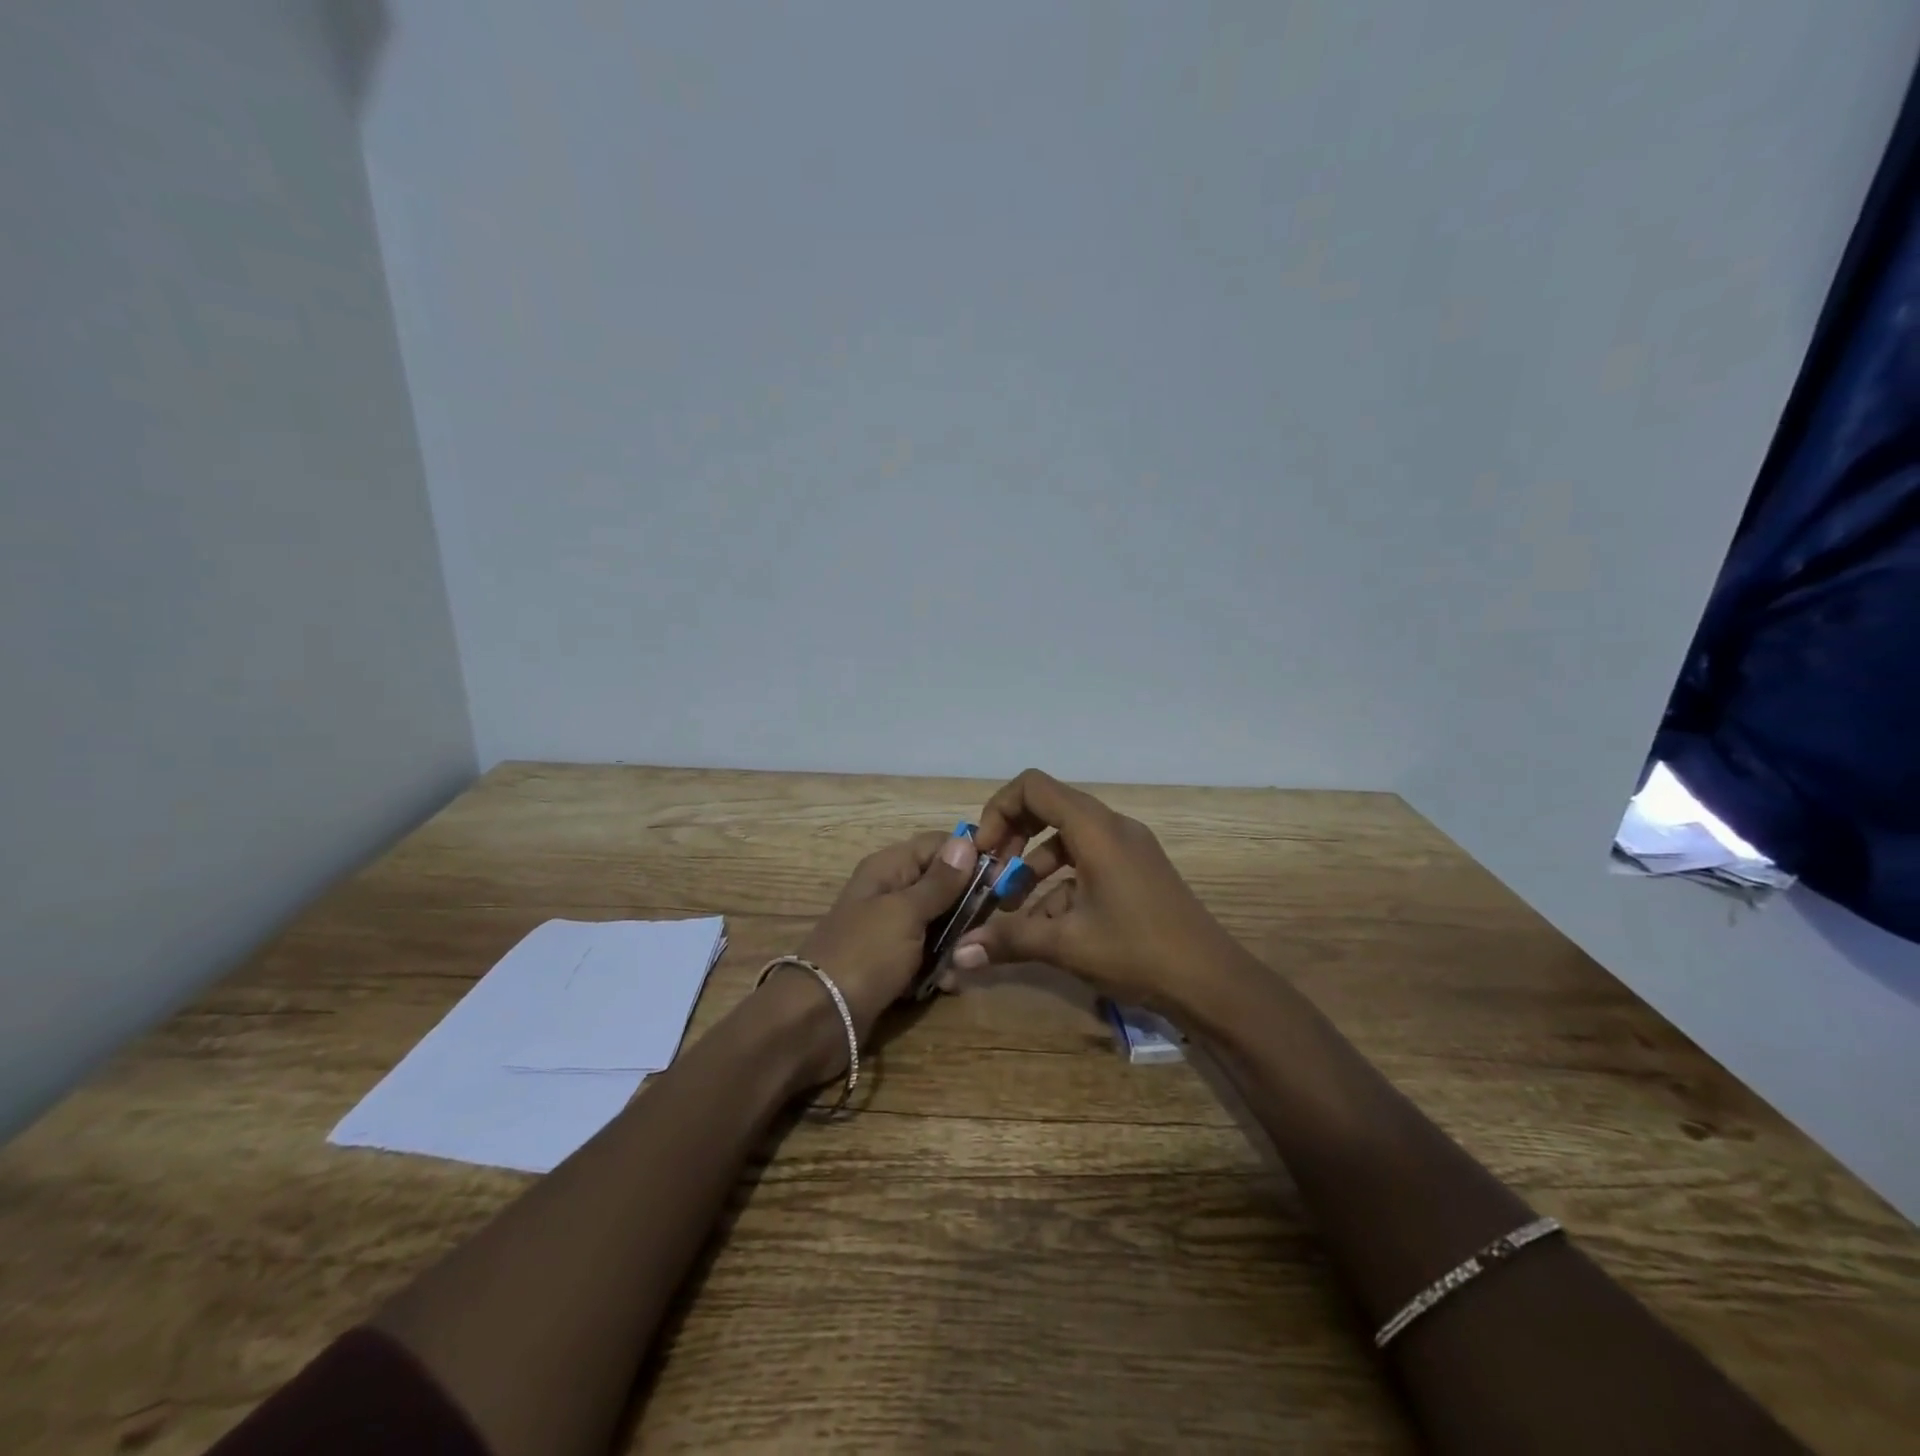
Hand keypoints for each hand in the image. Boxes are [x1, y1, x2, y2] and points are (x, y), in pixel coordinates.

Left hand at [785, 826, 979, 1047]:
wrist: (816, 1020)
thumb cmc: (864, 955)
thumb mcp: (905, 913)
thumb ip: (939, 882)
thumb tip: (965, 840)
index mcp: (888, 869)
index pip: (938, 845)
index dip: (969, 856)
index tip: (1002, 877)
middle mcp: (890, 893)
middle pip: (942, 885)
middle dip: (968, 906)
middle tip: (989, 925)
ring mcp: (891, 931)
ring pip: (940, 924)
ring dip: (956, 942)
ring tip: (964, 962)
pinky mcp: (893, 965)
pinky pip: (927, 957)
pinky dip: (940, 968)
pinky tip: (948, 984)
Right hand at [950, 769, 1240, 1015]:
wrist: (1212, 983)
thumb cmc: (1138, 952)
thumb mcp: (1067, 944)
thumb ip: (1009, 940)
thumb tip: (958, 952)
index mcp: (1095, 829)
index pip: (1034, 787)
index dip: (999, 810)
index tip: (984, 852)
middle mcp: (1112, 827)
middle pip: (1049, 807)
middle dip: (1014, 838)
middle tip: (992, 874)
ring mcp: (1128, 849)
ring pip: (1067, 839)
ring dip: (1034, 866)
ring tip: (1011, 908)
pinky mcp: (1136, 871)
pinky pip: (1087, 862)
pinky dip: (1061, 884)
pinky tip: (1045, 926)